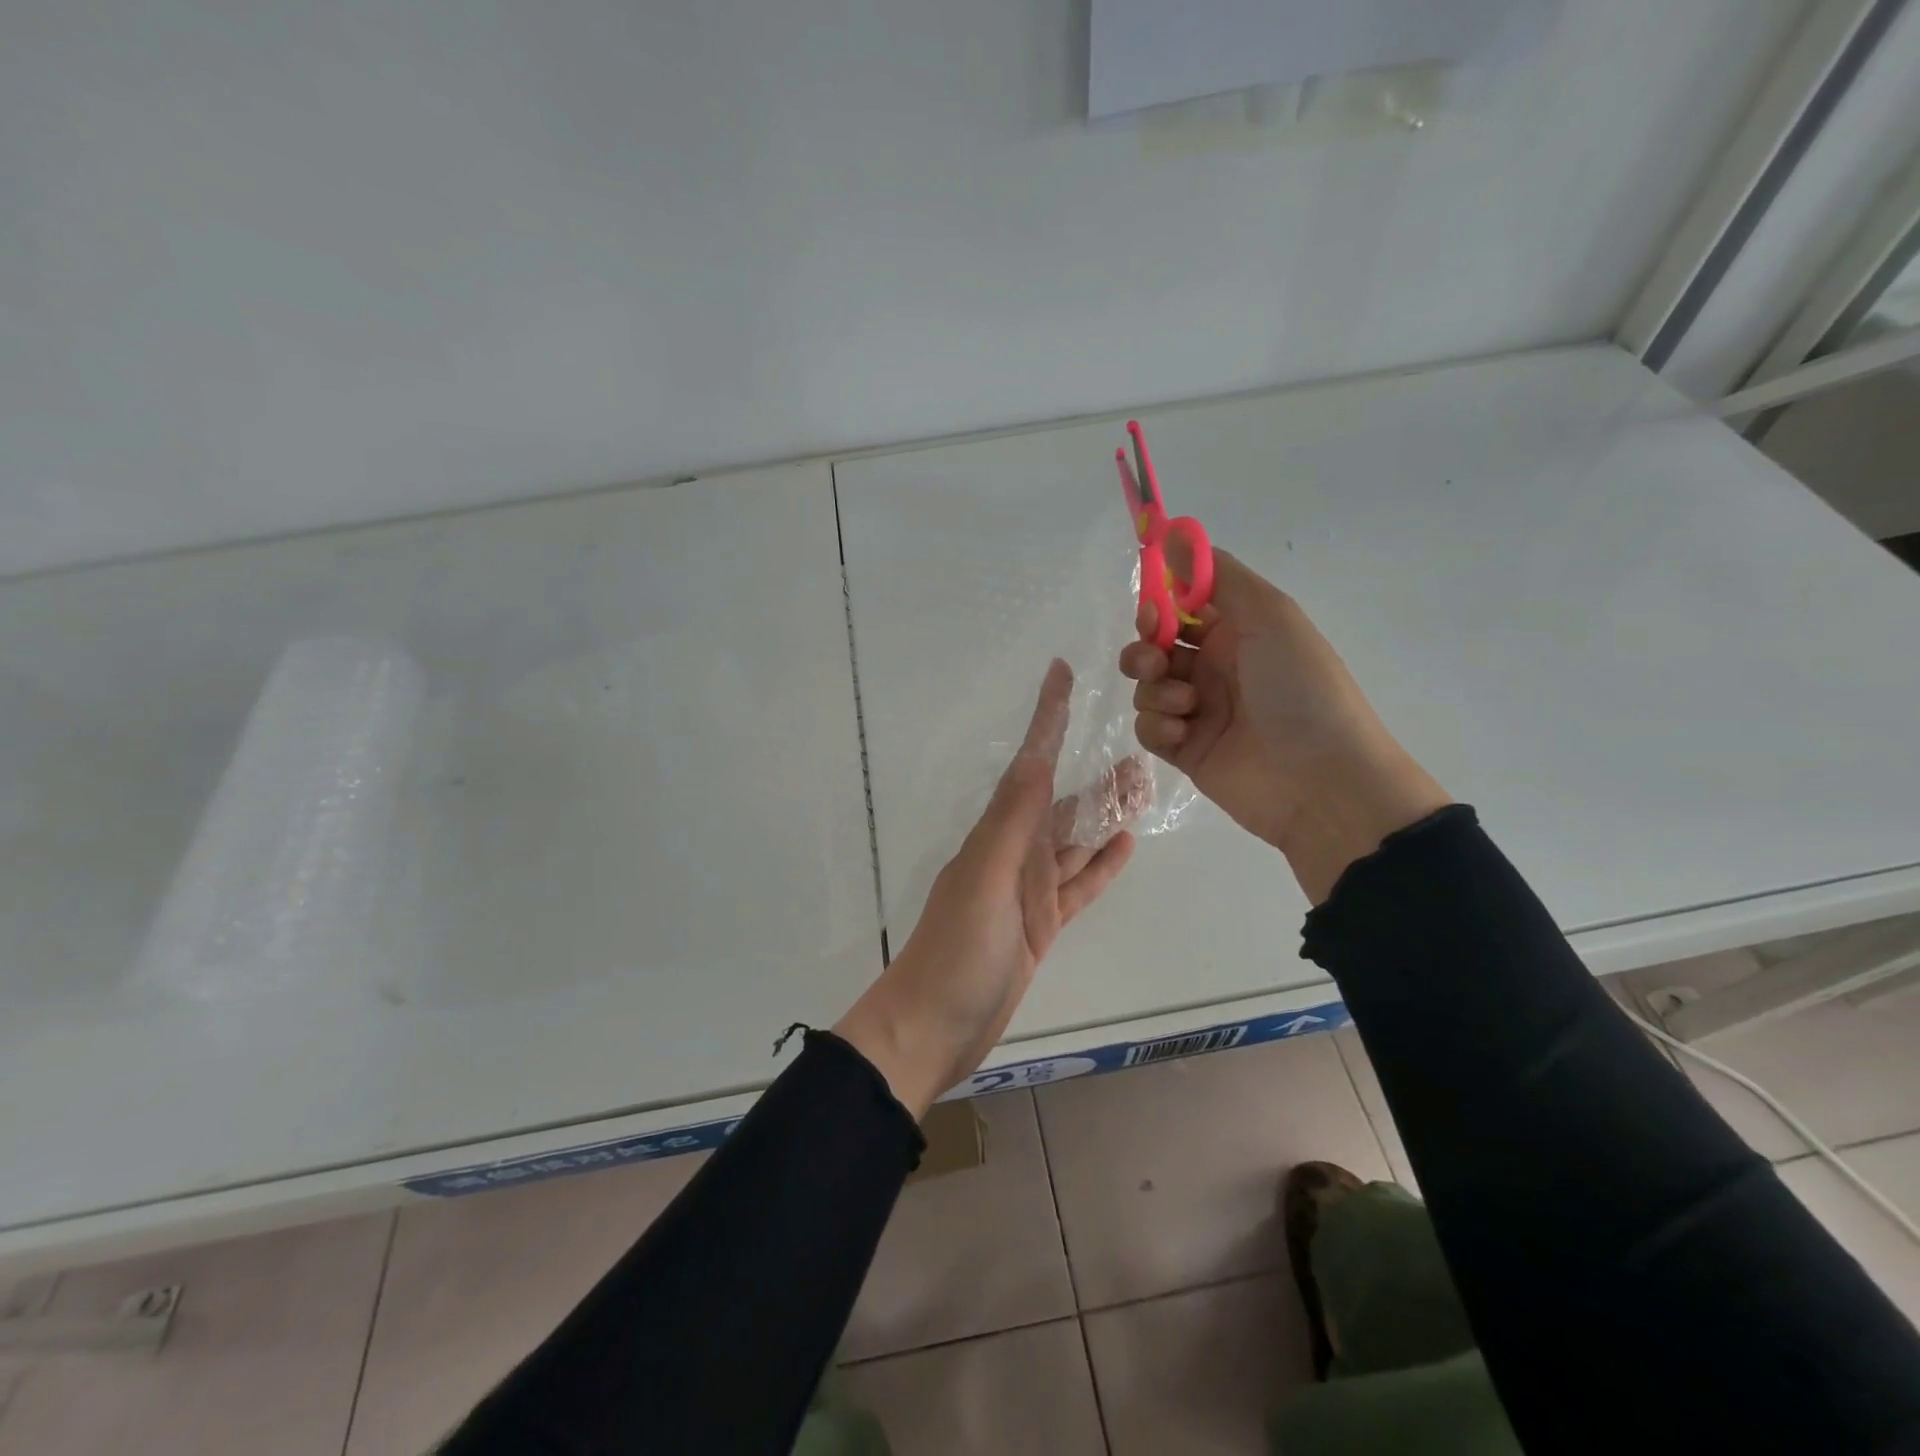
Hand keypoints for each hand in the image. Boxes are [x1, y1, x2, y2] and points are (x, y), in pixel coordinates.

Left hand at [834, 661, 1136, 1116]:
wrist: (933, 1027)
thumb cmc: (956, 952)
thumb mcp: (985, 879)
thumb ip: (1014, 821)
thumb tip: (1036, 758)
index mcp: (999, 833)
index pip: (1031, 763)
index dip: (1047, 717)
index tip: (1062, 674)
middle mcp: (1015, 851)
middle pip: (1063, 800)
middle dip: (1095, 772)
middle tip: (1140, 746)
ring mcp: (1029, 889)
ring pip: (1076, 840)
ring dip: (1106, 813)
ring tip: (1143, 787)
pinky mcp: (1042, 924)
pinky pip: (1078, 884)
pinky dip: (1101, 865)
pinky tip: (1125, 844)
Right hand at [1119, 549, 1448, 902]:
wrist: (1320, 779)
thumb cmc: (1300, 688)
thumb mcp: (1269, 616)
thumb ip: (1217, 576)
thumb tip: (1173, 533)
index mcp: (1240, 631)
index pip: (1184, 607)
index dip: (1161, 606)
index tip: (1153, 612)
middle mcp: (1217, 667)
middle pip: (1156, 647)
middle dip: (1146, 650)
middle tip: (1157, 662)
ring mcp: (1200, 711)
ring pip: (1148, 687)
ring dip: (1156, 690)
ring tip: (1186, 705)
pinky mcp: (1185, 750)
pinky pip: (1149, 728)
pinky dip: (1158, 726)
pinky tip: (1183, 733)